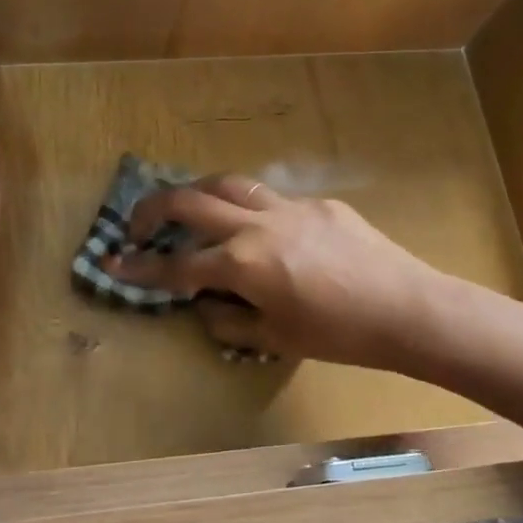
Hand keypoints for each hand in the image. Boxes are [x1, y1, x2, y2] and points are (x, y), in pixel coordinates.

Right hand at [108, 175, 444, 368]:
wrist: (408, 309)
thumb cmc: (340, 336)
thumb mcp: (276, 339)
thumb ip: (230, 320)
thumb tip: (204, 305)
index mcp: (243, 264)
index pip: (178, 265)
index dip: (140, 267)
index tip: (113, 262)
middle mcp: (257, 225)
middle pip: (190, 202)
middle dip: (153, 210)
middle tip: (138, 225)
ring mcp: (289, 207)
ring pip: (229, 184)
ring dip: (198, 193)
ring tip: (189, 208)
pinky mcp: (319, 203)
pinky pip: (272, 199)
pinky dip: (250, 209)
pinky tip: (261, 230)